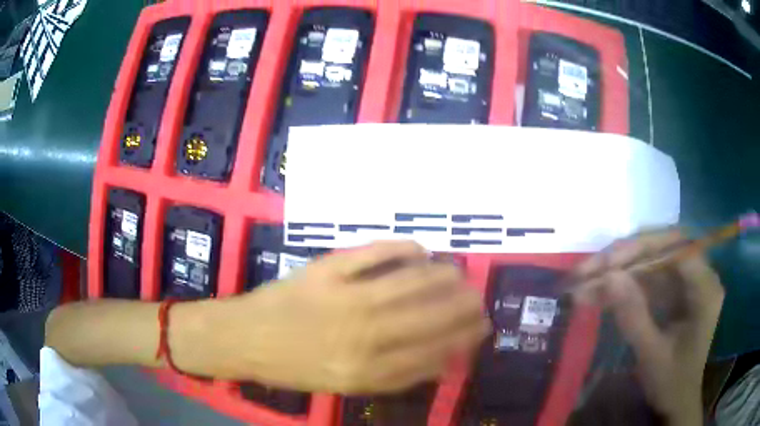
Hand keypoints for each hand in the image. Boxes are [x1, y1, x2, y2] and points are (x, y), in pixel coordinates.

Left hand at [174, 241, 488, 393]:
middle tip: (479, 297)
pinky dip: (401, 249)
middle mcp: (362, 337)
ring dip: (441, 276)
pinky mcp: (326, 270)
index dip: (462, 340)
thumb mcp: (344, 385)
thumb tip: (436, 358)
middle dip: (462, 307)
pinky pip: (373, 254)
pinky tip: (420, 249)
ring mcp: (344, 299)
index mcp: (366, 372)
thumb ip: (391, 375)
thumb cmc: (293, 367)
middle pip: (428, 318)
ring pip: (408, 284)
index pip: (431, 354)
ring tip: (459, 273)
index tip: (481, 328)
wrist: (244, 338)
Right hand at [572, 231, 723, 425]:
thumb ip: (633, 316)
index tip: (607, 265)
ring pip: (652, 260)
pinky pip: (649, 277)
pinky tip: (601, 292)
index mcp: (705, 289)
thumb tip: (608, 277)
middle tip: (589, 270)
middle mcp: (700, 275)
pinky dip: (625, 284)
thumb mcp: (651, 355)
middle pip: (663, 247)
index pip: (678, 248)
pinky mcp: (675, 290)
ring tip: (586, 281)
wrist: (678, 400)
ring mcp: (687, 281)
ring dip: (620, 269)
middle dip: (625, 256)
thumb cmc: (671, 383)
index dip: (644, 249)